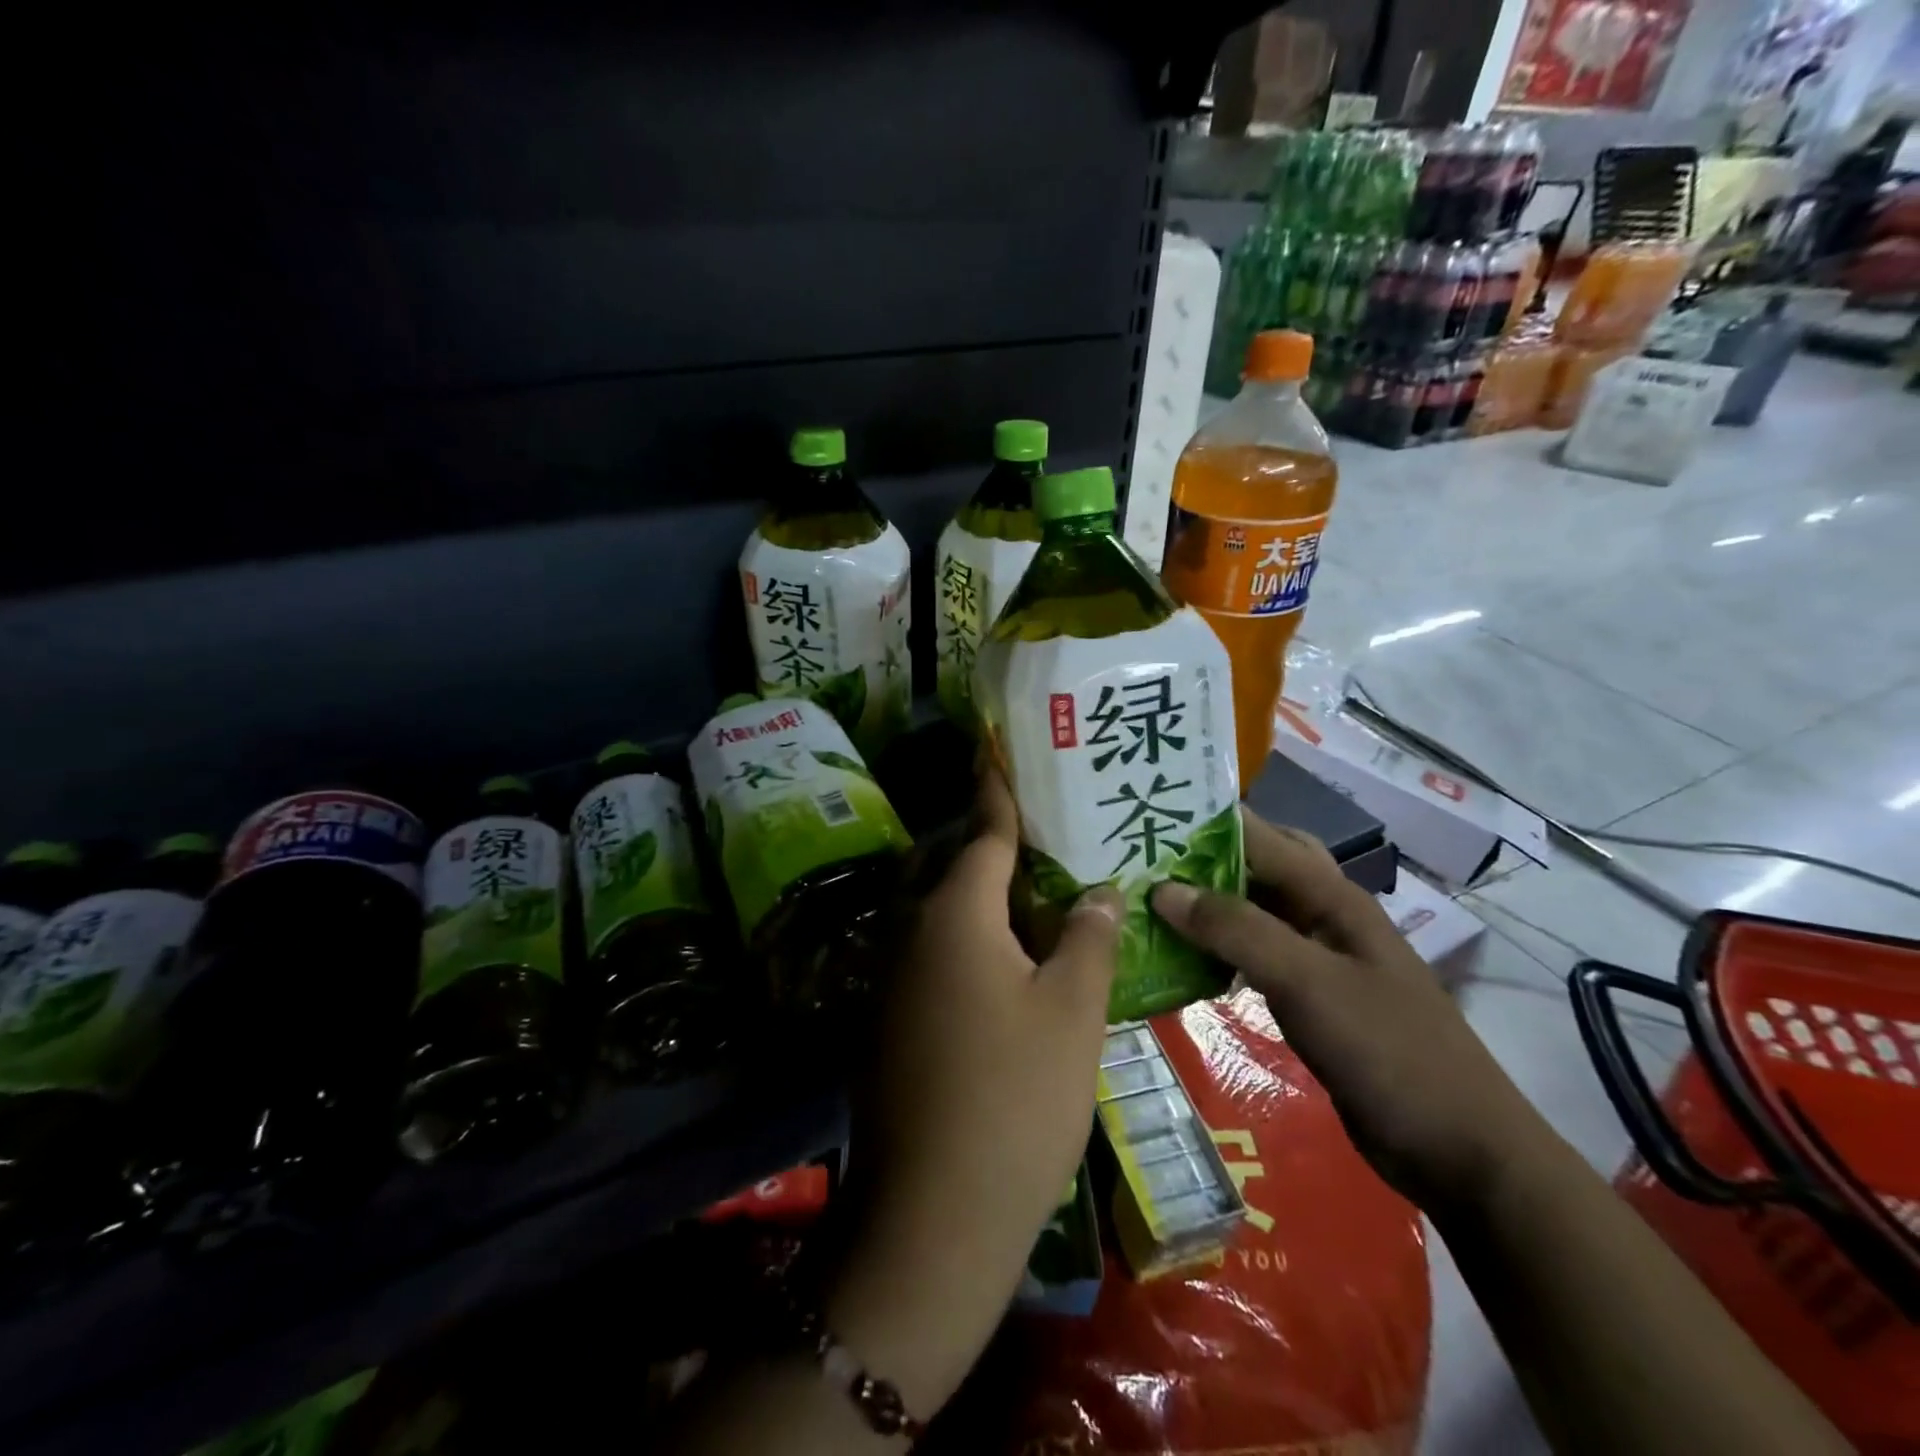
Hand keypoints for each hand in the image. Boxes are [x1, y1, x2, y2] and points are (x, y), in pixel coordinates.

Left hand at [827, 765, 1122, 1414]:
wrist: (931, 1216)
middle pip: (957, 866)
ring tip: (1041, 893)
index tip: (1000, 749)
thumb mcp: (1072, 1012)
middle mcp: (911, 931)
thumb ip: (1088, 938)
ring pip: (943, 912)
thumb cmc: (1014, 1099)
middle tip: (1052, 836)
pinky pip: (934, 952)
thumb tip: (1099, 890)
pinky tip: (1011, 960)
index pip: (982, 830)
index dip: (998, 790)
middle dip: (998, 845)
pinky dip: (971, 940)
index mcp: (954, 914)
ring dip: (985, 896)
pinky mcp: (891, 1018)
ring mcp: (893, 977)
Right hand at [1151, 812, 1542, 1210]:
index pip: (1258, 835)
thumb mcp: (1308, 983)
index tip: (1143, 818)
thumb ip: (1237, 930)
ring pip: (1251, 911)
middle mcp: (1322, 914)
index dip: (1203, 821)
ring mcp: (1317, 957)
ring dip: (1206, 905)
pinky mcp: (1309, 996)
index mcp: (1331, 895)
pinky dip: (1217, 950)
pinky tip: (1180, 961)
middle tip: (1143, 860)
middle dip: (1202, 856)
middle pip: (1256, 864)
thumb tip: (1163, 889)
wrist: (1460, 1151)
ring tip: (1146, 902)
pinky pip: (1252, 956)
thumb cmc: (1389, 1052)